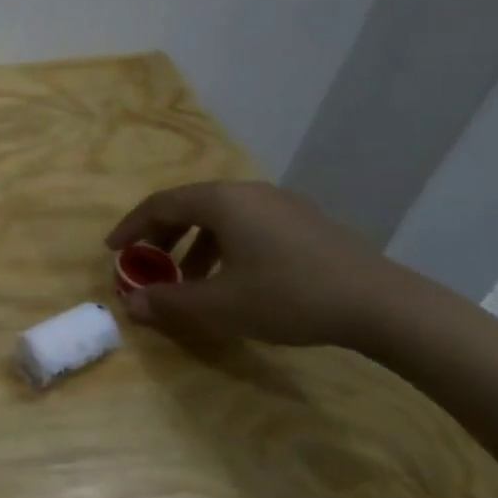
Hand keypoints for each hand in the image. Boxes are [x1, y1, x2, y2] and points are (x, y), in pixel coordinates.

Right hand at [105, 180, 419, 351]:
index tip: (113, 250)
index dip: (131, 227)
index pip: (160, 204)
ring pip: (221, 216)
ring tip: (189, 279)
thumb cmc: (290, 297)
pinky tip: (234, 278)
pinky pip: (248, 224)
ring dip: (193, 244)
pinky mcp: (307, 222)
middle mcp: (248, 192)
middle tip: (147, 265)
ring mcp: (282, 204)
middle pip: (189, 206)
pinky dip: (225, 245)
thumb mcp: (221, 305)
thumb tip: (130, 305)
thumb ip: (170, 302)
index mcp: (222, 201)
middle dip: (161, 236)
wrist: (384, 306)